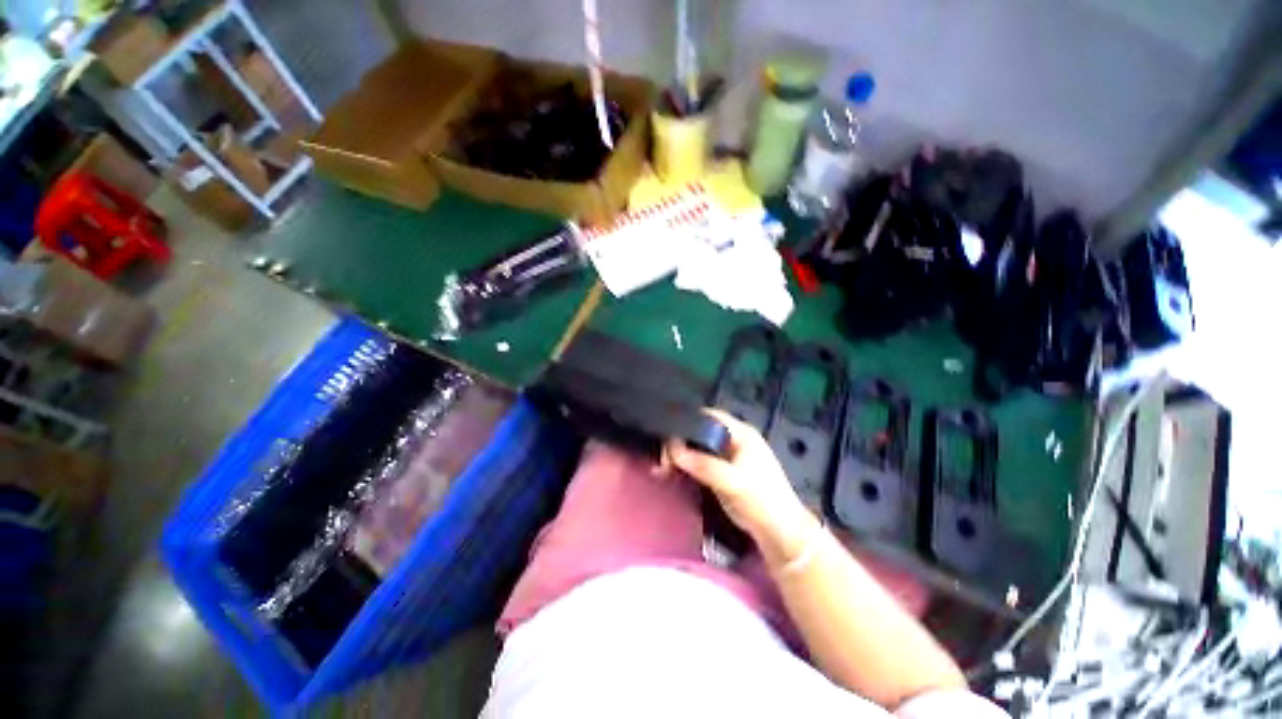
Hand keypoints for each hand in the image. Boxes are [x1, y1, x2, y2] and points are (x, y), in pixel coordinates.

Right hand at [664, 409, 820, 563]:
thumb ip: (702, 464)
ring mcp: (728, 458)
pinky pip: (699, 464)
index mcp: (741, 433)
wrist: (780, 535)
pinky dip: (686, 467)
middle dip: (680, 442)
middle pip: (700, 432)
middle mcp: (733, 441)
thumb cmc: (762, 501)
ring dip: (681, 456)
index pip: (709, 416)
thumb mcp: (732, 481)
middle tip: (663, 457)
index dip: (687, 420)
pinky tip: (673, 473)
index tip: (665, 432)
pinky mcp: (722, 474)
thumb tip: (672, 449)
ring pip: (698, 449)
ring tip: (663, 467)